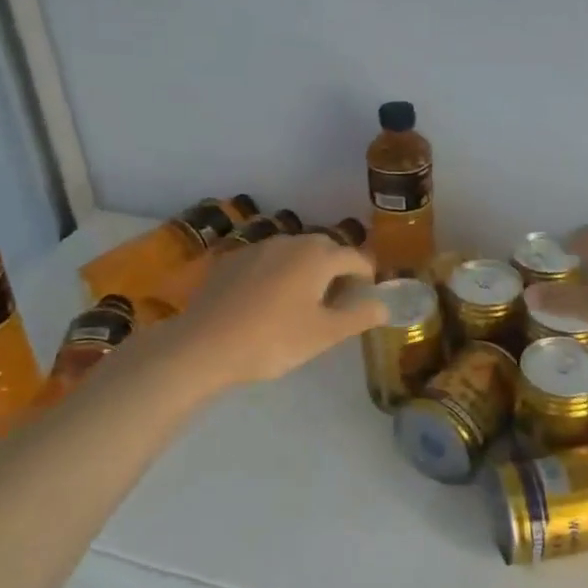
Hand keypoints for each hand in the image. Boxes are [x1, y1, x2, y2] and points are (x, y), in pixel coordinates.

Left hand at [165, 234, 384, 390]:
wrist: (204, 345)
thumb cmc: (273, 339)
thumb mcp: (324, 334)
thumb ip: (359, 316)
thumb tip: (384, 306)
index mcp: (318, 256)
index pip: (356, 258)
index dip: (368, 276)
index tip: (368, 296)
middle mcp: (290, 242)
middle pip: (324, 249)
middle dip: (337, 268)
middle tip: (339, 299)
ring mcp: (257, 247)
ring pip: (293, 252)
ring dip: (306, 268)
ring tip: (303, 299)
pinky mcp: (231, 260)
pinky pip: (266, 260)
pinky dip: (277, 273)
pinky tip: (267, 300)